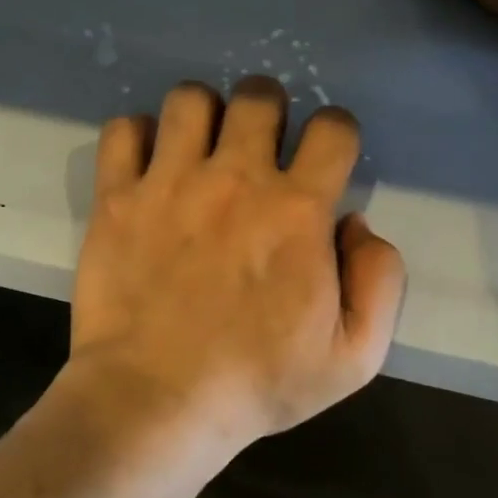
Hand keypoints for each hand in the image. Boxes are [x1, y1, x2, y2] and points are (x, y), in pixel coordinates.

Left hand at [65, 77, 406, 450]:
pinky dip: (137, 136)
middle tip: (259, 147)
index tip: (324, 157)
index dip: (336, 133)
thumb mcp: (355, 355)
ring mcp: (170, 182)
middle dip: (268, 111)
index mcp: (298, 210)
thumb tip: (355, 223)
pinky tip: (148, 164)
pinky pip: (124, 130)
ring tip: (200, 149)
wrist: (155, 401)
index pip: (333, 127)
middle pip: (258, 96)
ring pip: (190, 98)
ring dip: (203, 114)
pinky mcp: (118, 197)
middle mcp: (236, 178)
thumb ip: (379, 280)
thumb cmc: (257, 383)